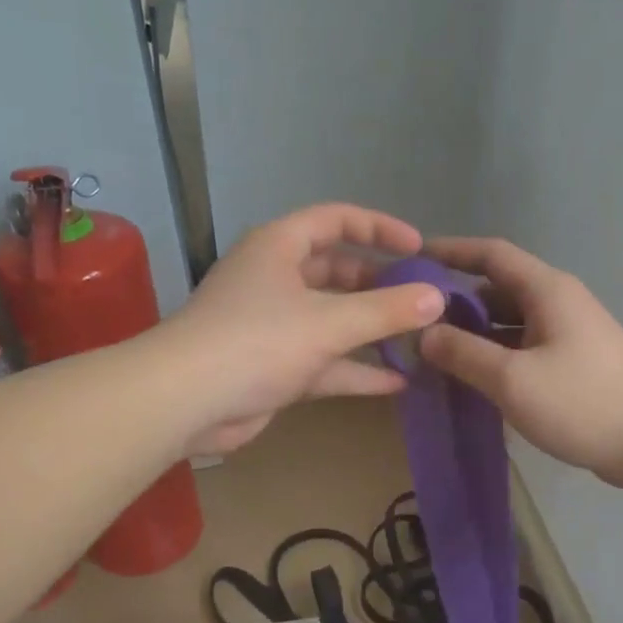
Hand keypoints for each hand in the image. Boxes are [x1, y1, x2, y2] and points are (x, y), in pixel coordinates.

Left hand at [160, 204, 446, 455]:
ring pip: (332, 319)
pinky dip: (356, 369)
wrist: (185, 402)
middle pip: (337, 271)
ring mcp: (274, 325)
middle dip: (379, 284)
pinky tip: (397, 382)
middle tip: (422, 299)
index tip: (419, 248)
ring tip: (418, 339)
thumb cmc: (256, 343)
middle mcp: (276, 279)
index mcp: (280, 247)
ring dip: (371, 329)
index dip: (380, 228)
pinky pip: (324, 360)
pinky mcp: (274, 366)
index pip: (336, 220)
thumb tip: (438, 299)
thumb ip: (386, 311)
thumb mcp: (329, 322)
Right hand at [420, 237, 622, 486]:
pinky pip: (524, 347)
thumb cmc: (584, 402)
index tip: (411, 259)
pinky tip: (473, 378)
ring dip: (474, 333)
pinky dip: (496, 355)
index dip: (450, 251)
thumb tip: (424, 334)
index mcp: (546, 290)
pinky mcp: (574, 363)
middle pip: (498, 288)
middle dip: (455, 301)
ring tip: (433, 353)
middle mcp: (558, 302)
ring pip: (510, 322)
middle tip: (412, 322)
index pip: (491, 254)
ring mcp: (569, 333)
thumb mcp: (513, 380)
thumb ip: (464, 354)